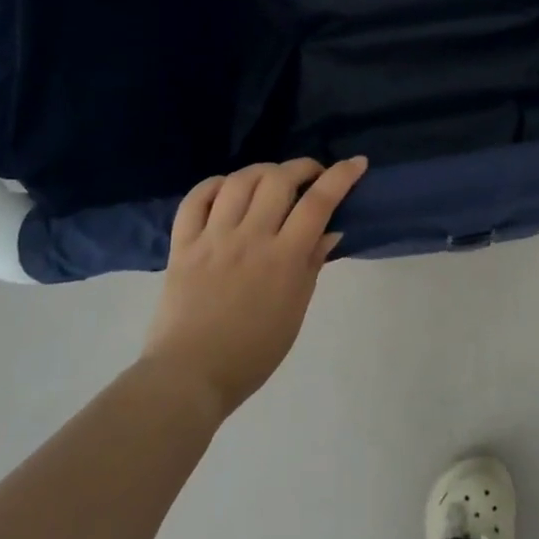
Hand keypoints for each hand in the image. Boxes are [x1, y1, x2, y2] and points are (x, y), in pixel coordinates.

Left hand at [141, 155, 367, 418]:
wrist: (189, 376)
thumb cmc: (253, 352)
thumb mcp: (295, 310)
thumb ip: (312, 264)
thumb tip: (330, 229)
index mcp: (283, 258)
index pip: (318, 203)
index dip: (341, 176)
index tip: (356, 163)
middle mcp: (249, 238)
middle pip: (278, 180)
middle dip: (302, 167)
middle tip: (311, 176)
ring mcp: (212, 239)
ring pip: (238, 181)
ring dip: (262, 171)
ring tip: (271, 180)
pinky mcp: (182, 245)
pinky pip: (195, 199)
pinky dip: (213, 185)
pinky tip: (227, 189)